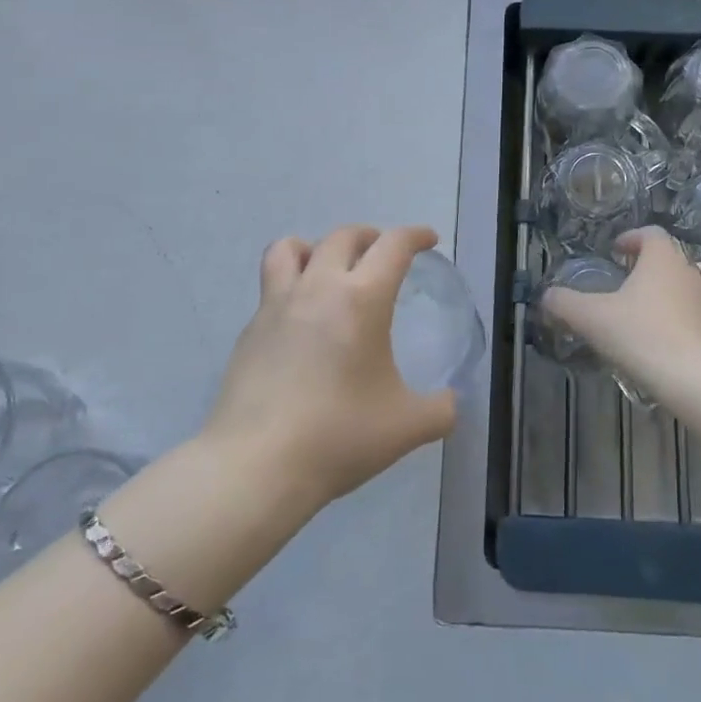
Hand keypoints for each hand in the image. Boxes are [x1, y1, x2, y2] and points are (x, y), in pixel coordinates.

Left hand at [201, 225, 457, 506]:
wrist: (256, 466)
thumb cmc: (339, 436)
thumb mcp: (407, 428)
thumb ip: (440, 410)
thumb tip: (450, 402)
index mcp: (362, 299)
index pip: (393, 245)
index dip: (415, 235)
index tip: (427, 240)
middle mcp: (318, 288)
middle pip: (343, 236)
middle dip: (370, 236)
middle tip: (384, 253)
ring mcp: (276, 306)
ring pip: (290, 248)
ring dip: (316, 246)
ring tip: (329, 267)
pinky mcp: (250, 330)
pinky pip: (272, 287)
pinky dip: (291, 286)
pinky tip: (302, 321)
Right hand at [542, 227, 700, 390]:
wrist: (699, 380)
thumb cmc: (644, 335)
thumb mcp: (593, 319)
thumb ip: (565, 304)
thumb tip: (546, 296)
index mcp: (662, 258)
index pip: (650, 233)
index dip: (630, 238)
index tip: (614, 251)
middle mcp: (688, 272)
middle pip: (666, 260)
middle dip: (643, 268)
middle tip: (619, 284)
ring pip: (679, 288)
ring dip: (658, 295)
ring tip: (634, 316)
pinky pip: (689, 315)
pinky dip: (672, 321)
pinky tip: (655, 344)